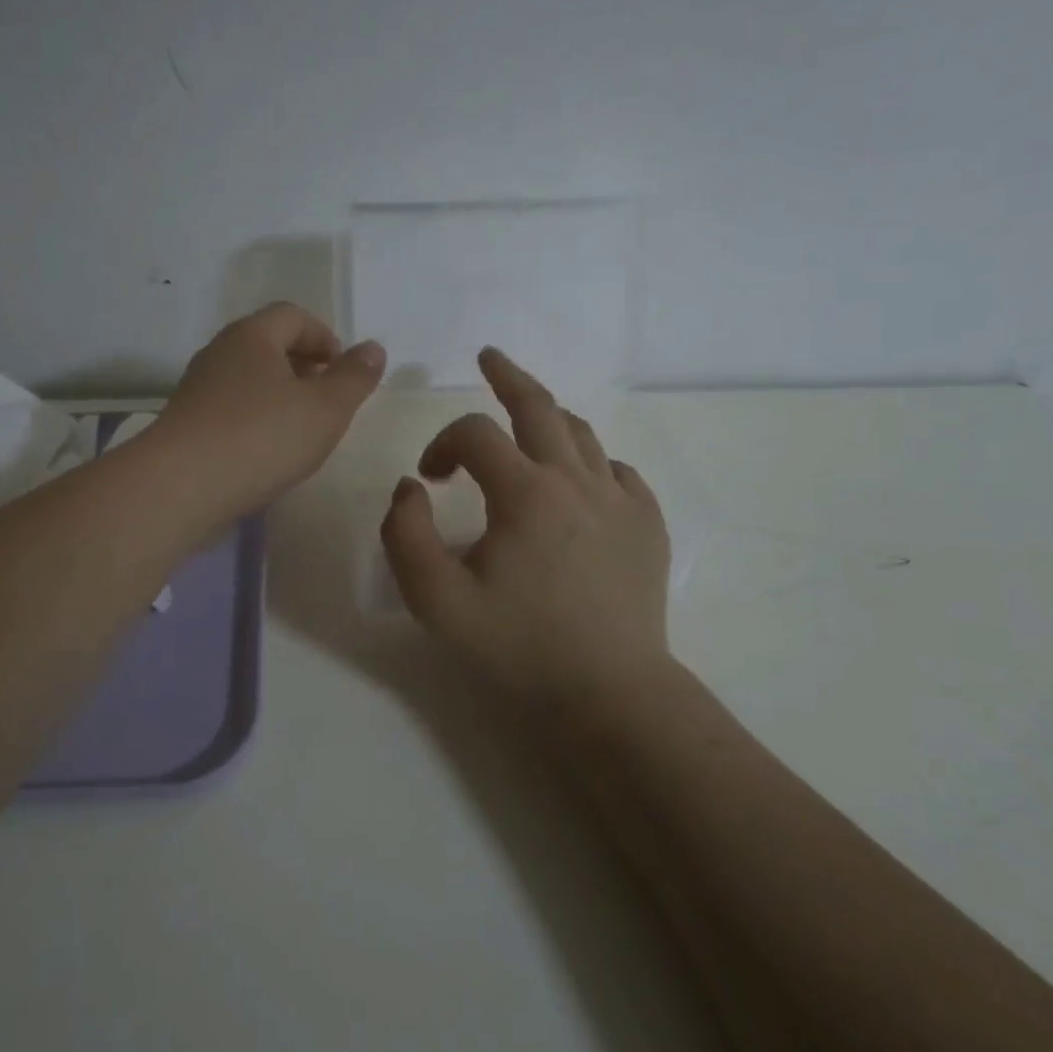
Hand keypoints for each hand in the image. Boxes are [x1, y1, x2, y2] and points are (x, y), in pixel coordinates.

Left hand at [154, 303, 386, 520]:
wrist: (180, 486)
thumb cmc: (262, 437)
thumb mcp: (325, 408)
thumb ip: (354, 377)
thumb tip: (373, 348)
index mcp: (252, 336)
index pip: (293, 315)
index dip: (325, 337)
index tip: (344, 371)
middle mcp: (220, 352)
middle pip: (268, 344)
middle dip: (303, 365)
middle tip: (327, 399)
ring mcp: (197, 388)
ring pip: (248, 378)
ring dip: (279, 394)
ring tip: (301, 428)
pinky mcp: (186, 423)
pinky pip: (230, 408)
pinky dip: (255, 418)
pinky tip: (266, 451)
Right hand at [381, 347, 671, 710]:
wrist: (610, 693)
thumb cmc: (519, 646)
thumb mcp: (436, 600)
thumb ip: (404, 534)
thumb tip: (410, 487)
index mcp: (525, 492)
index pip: (474, 433)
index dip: (441, 443)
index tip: (429, 479)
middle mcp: (576, 480)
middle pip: (539, 406)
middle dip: (508, 376)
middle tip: (489, 357)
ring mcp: (620, 500)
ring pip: (581, 433)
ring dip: (548, 417)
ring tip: (527, 417)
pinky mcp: (648, 524)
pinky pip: (617, 471)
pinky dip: (589, 462)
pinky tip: (577, 481)